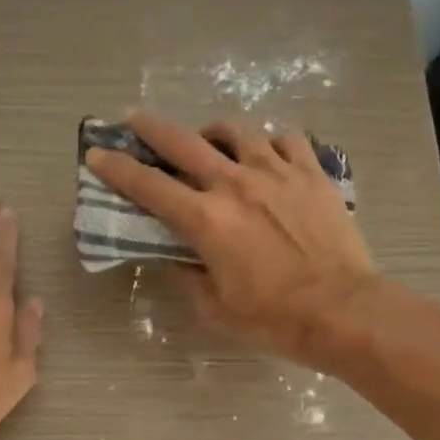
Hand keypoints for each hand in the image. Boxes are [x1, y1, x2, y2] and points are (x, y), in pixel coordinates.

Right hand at [83, 111, 377, 363]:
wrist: (342, 311)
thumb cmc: (273, 319)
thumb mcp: (215, 308)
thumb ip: (189, 277)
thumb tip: (181, 259)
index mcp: (206, 220)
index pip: (149, 186)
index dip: (117, 169)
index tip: (97, 154)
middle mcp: (236, 184)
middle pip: (184, 142)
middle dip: (152, 129)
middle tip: (135, 121)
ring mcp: (278, 172)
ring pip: (237, 131)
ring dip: (213, 134)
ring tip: (211, 143)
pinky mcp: (312, 173)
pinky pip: (286, 140)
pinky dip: (268, 143)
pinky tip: (267, 155)